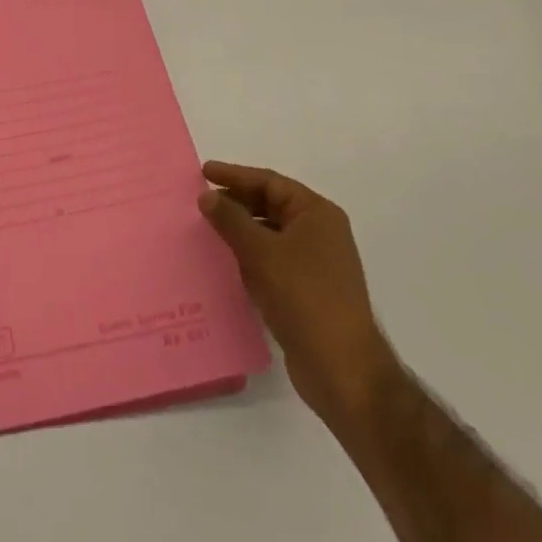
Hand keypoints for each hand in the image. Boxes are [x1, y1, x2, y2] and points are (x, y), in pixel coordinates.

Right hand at [198, 162, 400, 431]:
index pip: (270, 182)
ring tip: (206, 229)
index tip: (202, 172)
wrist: (341, 368)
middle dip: (236, 203)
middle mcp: (320, 233)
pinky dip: (249, 257)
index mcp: (317, 214)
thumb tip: (206, 195)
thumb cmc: (304, 297)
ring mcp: (316, 264)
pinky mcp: (307, 291)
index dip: (234, 175)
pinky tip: (225, 262)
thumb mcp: (261, 252)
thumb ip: (230, 219)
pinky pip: (272, 261)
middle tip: (200, 202)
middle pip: (271, 206)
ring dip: (240, 231)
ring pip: (270, 235)